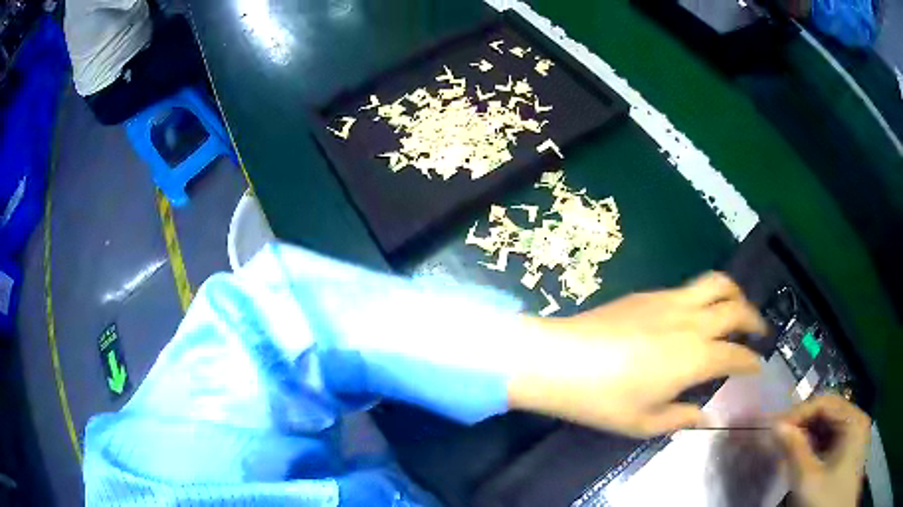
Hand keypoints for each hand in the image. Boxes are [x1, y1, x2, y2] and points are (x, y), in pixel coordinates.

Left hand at [509, 272, 766, 436]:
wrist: (559, 360)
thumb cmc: (602, 399)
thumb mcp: (644, 422)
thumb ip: (680, 417)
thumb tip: (705, 417)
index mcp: (695, 357)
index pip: (736, 355)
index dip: (751, 361)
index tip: (757, 367)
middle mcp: (691, 322)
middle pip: (735, 308)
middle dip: (754, 319)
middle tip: (759, 331)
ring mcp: (669, 301)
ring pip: (715, 284)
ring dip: (734, 295)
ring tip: (737, 310)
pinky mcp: (648, 293)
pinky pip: (689, 288)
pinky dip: (705, 295)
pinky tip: (696, 313)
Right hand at [775, 395, 870, 506]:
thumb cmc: (827, 499)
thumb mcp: (809, 481)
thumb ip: (794, 452)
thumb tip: (775, 427)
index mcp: (853, 420)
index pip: (825, 402)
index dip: (798, 413)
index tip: (774, 430)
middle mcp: (857, 420)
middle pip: (828, 413)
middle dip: (803, 426)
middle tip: (779, 443)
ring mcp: (856, 435)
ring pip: (830, 428)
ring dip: (809, 438)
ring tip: (789, 453)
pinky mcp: (851, 450)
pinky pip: (833, 441)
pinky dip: (817, 448)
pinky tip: (805, 461)